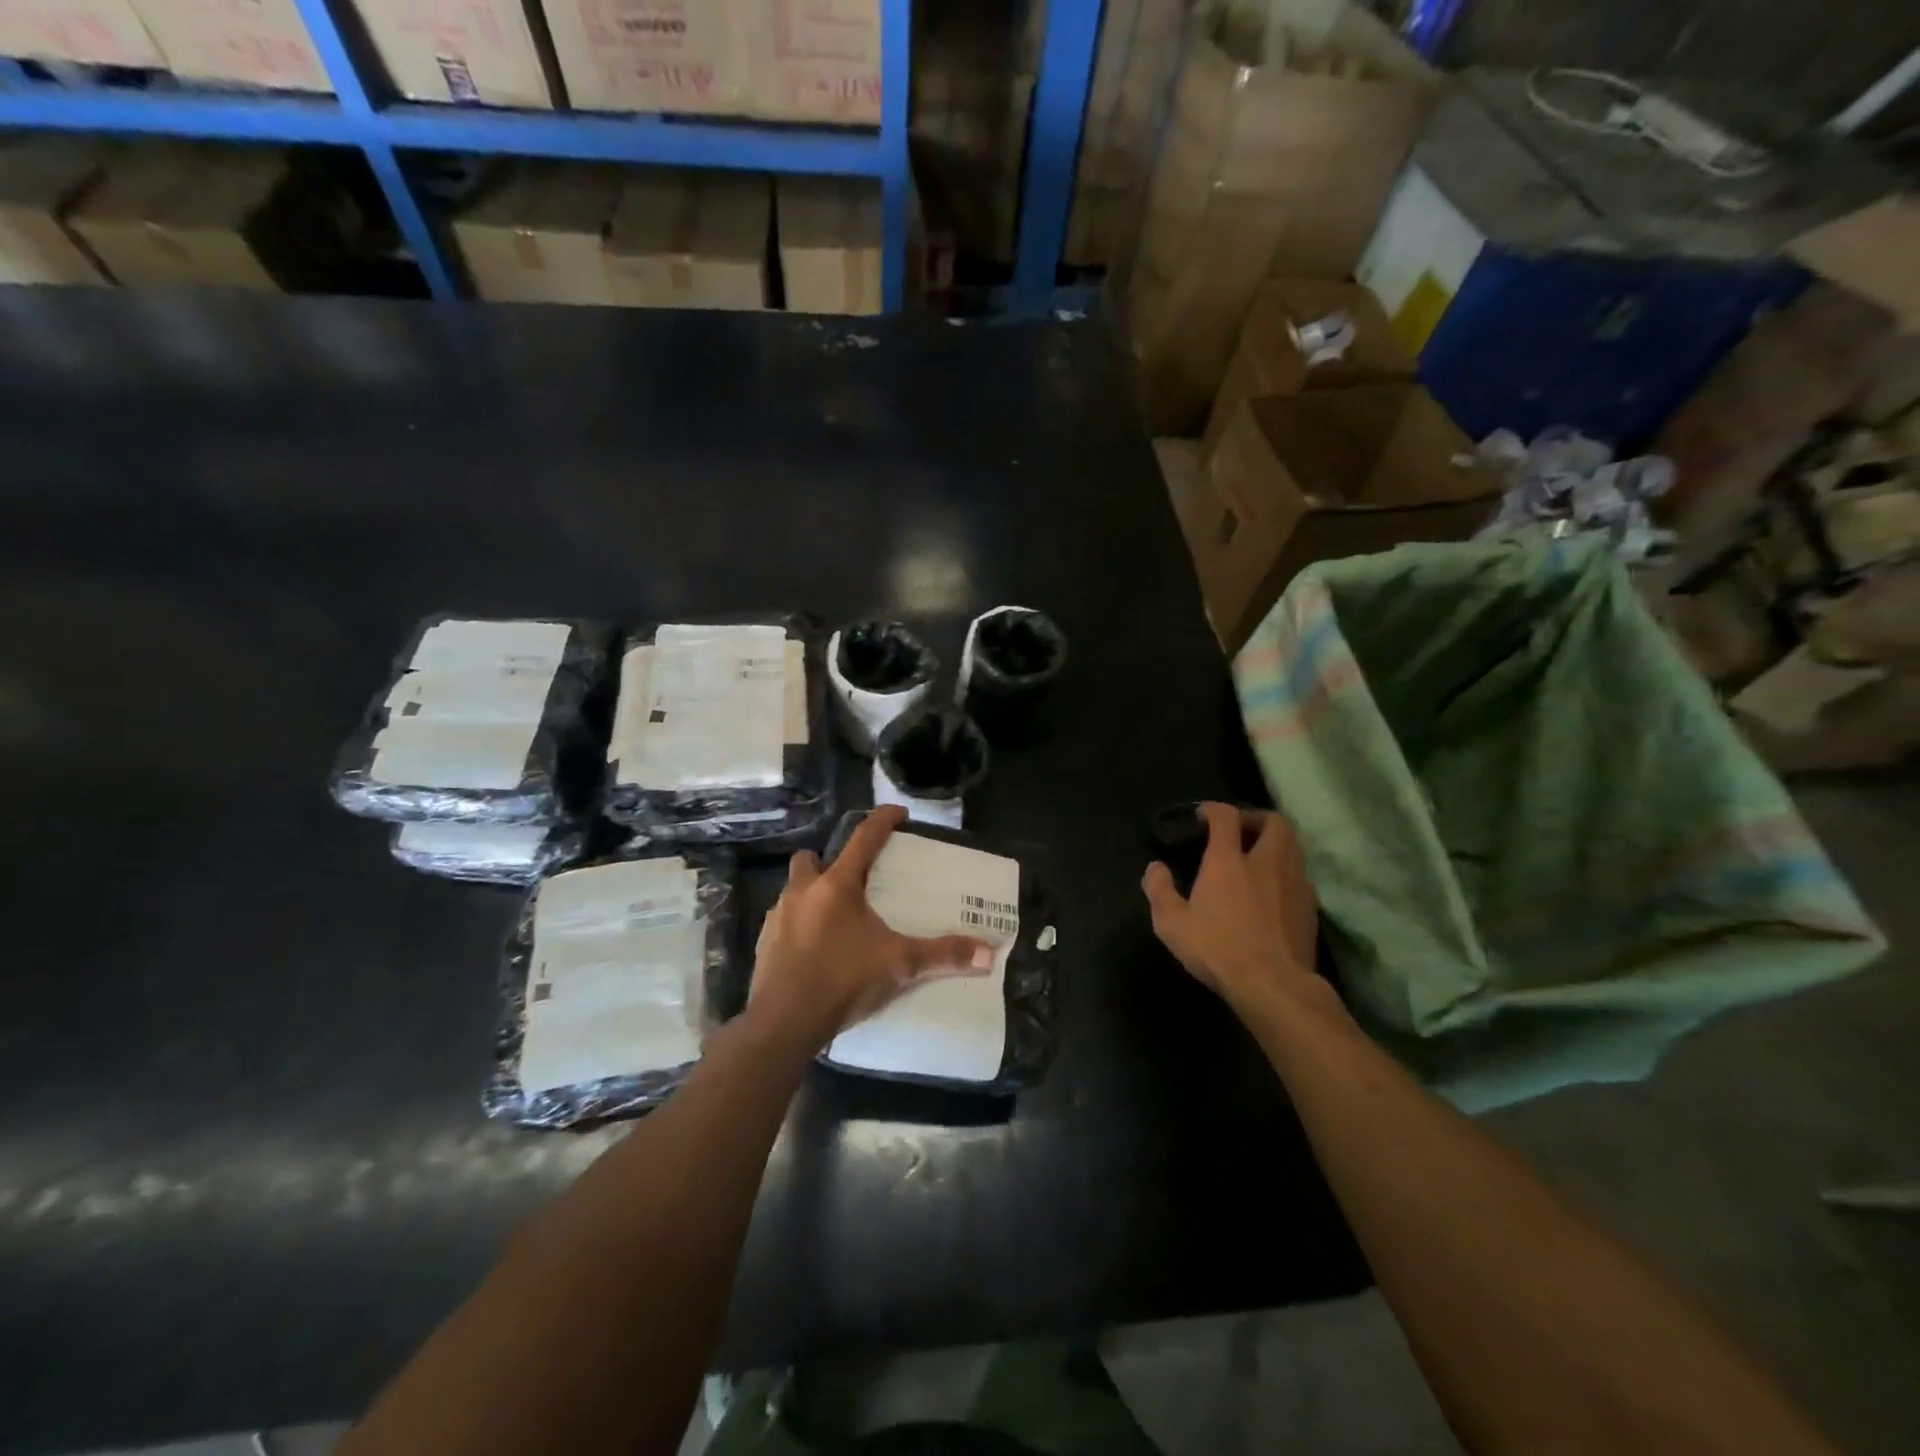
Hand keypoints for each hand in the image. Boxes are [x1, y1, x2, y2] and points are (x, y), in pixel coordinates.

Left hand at [750, 806, 993, 1048]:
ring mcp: (778, 917)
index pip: (863, 837)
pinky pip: (783, 922)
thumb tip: (988, 953)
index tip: (898, 813)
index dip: (883, 820)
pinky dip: (799, 927)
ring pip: (794, 890)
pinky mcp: (764, 943)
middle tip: (852, 881)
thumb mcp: (899, 965)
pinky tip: (815, 950)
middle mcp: (803, 892)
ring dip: (812, 896)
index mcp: (837, 886)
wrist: (783, 1022)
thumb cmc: (843, 980)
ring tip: (836, 919)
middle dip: (828, 861)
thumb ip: (942, 955)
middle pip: (811, 859)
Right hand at [1142, 803, 1323, 1016]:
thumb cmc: (1217, 950)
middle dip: (1257, 817)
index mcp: (1228, 861)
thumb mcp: (1172, 924)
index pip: (1226, 817)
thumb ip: (1159, 890)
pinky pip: (1301, 875)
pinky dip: (1287, 871)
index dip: (1214, 809)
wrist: (1273, 985)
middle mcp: (1265, 862)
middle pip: (1274, 822)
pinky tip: (1274, 890)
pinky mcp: (1310, 906)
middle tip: (1240, 829)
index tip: (1203, 815)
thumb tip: (1155, 867)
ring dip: (1276, 843)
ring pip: (1294, 846)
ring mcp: (1293, 883)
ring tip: (1259, 856)